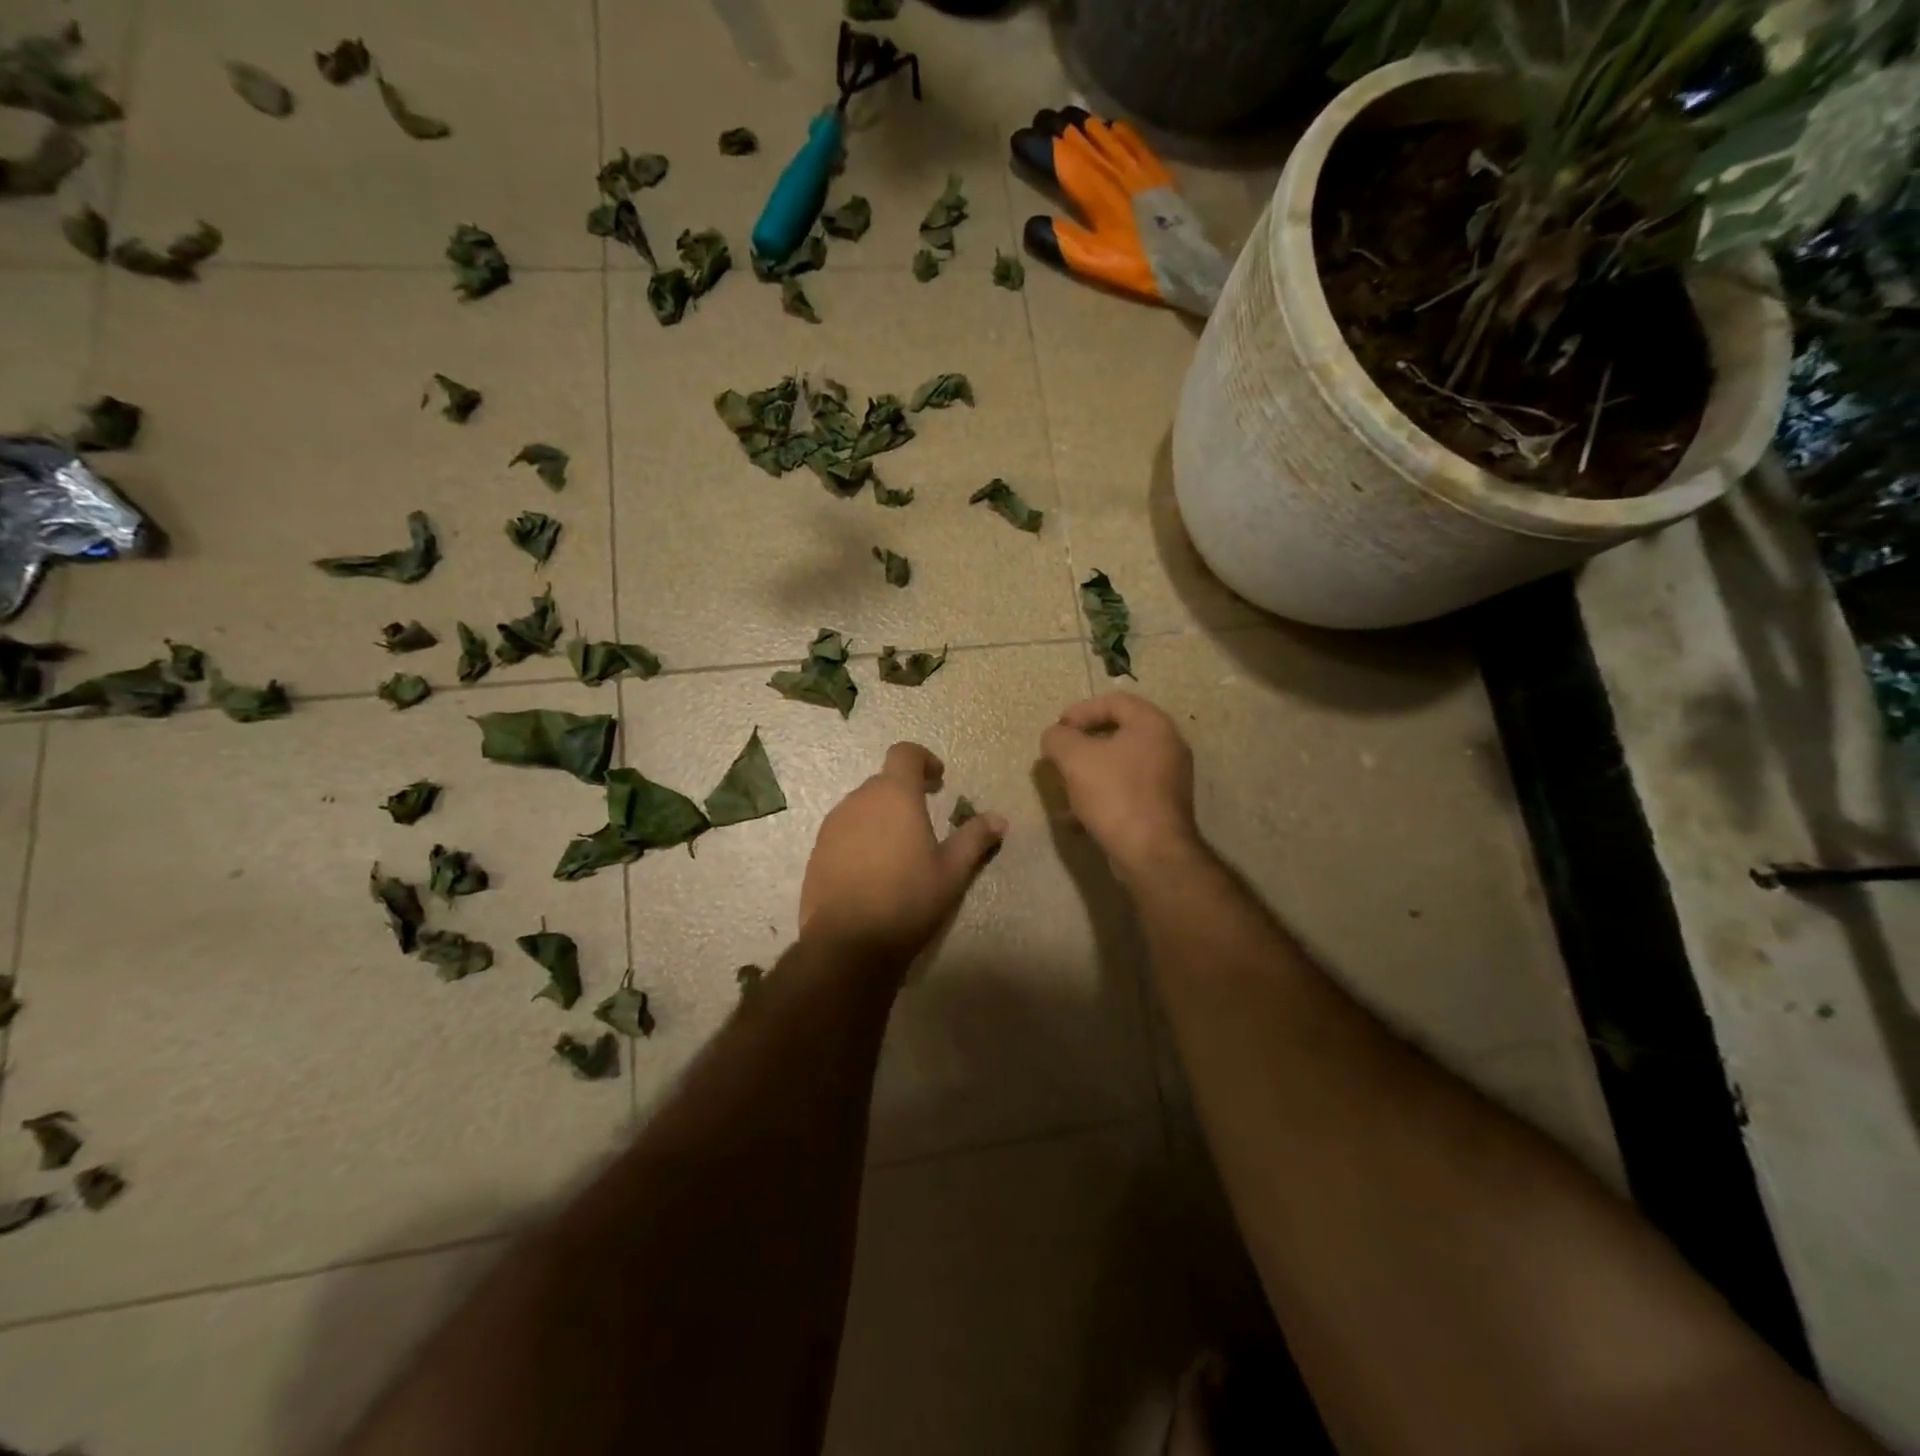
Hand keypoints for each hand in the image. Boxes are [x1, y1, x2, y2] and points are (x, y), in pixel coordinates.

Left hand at [799, 742, 1007, 965]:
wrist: (847, 943)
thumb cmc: (907, 899)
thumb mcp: (952, 871)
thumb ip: (975, 838)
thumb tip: (999, 819)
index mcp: (894, 795)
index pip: (904, 753)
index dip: (923, 760)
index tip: (938, 780)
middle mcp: (859, 800)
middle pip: (884, 781)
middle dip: (905, 792)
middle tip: (926, 818)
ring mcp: (833, 825)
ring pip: (862, 806)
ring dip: (882, 816)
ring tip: (900, 849)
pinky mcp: (817, 851)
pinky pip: (844, 830)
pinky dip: (862, 837)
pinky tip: (874, 870)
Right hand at [1040, 692, 1198, 879]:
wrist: (1151, 853)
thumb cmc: (1115, 794)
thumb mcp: (1075, 759)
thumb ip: (1058, 738)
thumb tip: (1055, 736)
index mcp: (1152, 725)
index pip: (1115, 701)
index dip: (1081, 710)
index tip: (1058, 728)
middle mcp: (1168, 746)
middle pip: (1119, 733)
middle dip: (1083, 744)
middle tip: (1060, 755)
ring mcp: (1169, 779)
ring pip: (1121, 766)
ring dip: (1090, 773)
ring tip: (1065, 788)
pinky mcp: (1163, 808)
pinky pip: (1127, 792)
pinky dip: (1102, 798)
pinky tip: (1077, 819)